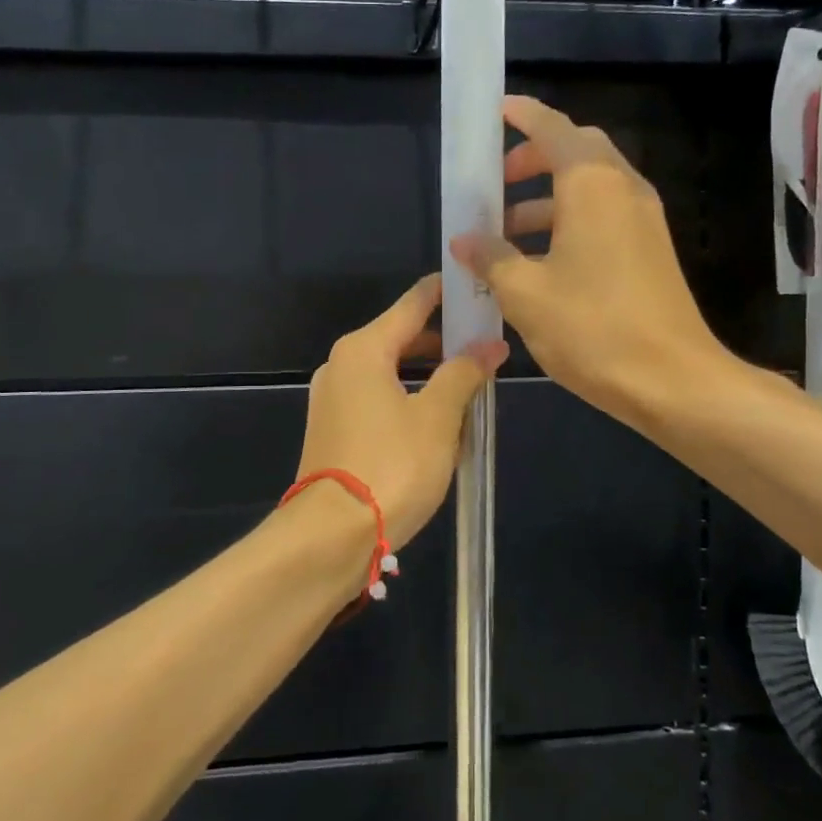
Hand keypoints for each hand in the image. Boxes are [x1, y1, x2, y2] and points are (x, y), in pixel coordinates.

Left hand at [296, 274, 507, 549]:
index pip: (411, 305)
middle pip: (400, 338)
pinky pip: (377, 399)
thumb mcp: (438, 417)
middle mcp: (341, 365)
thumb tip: (489, 345)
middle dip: (442, 342)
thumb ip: (464, 374)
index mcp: (364, 350)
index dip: (444, 294)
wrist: (332, 535)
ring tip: (469, 387)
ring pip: (390, 372)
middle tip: (485, 345)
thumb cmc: (392, 466)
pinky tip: (436, 422)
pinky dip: (407, 400)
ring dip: (427, 376)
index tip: (474, 285)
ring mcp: (332, 398)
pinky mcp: (332, 429)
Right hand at [449, 94, 732, 426]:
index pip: (553, 128)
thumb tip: (465, 240)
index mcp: (592, 186)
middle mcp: (623, 190)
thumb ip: (491, 258)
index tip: (495, 112)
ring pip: (589, 187)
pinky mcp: (650, 250)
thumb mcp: (525, 293)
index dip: (522, 115)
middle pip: (576, 151)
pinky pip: (603, 216)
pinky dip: (568, 221)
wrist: (673, 381)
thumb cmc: (592, 328)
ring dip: (546, 198)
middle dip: (533, 158)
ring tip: (504, 233)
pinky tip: (538, 262)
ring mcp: (643, 220)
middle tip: (495, 182)